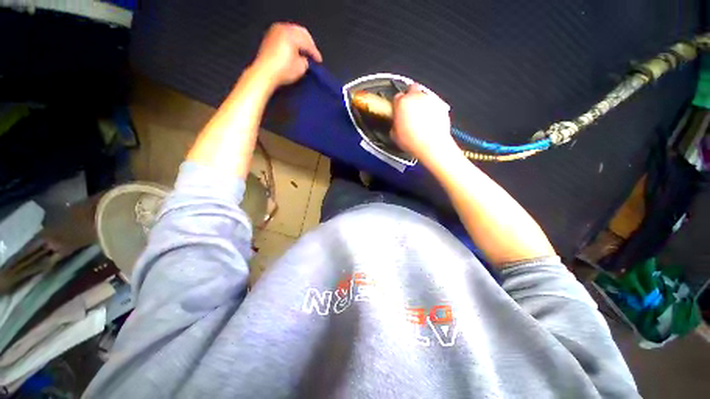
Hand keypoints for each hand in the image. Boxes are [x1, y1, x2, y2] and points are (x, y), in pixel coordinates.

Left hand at [251, 23, 322, 88]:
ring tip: (304, 53)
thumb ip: (306, 60)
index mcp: (291, 34)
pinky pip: (284, 36)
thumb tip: (305, 59)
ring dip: (300, 41)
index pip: (308, 42)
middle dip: (308, 44)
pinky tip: (294, 51)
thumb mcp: (301, 68)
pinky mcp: (269, 37)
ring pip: (292, 32)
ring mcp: (274, 31)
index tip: (319, 61)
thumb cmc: (282, 70)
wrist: (264, 74)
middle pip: (301, 32)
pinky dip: (291, 42)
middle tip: (312, 55)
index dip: (315, 53)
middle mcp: (283, 29)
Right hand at [391, 85, 458, 165]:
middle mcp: (416, 97)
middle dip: (410, 97)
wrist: (431, 145)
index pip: (397, 97)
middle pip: (411, 89)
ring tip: (419, 118)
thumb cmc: (413, 141)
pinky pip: (433, 103)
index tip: (397, 110)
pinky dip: (431, 109)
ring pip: (423, 95)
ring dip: (421, 103)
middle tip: (408, 109)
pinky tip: (428, 121)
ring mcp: (430, 99)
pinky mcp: (440, 105)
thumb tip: (395, 124)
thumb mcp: (394, 135)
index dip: (397, 104)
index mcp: (402, 102)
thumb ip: (394, 124)